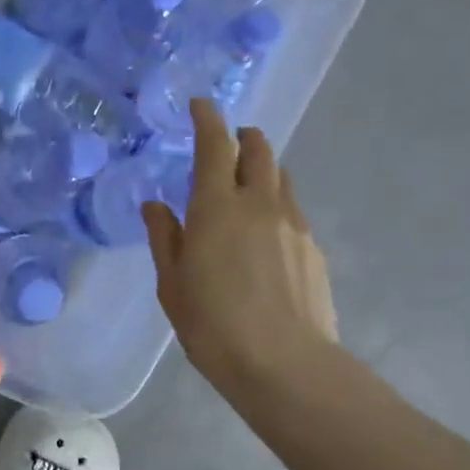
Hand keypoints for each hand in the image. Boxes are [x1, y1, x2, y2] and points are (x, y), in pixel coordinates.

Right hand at [144, 99, 338, 400]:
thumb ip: (164, 237)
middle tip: (227, 145)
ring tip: (246, 191)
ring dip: (262, 170)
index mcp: (217, 206)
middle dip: (243, 137)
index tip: (201, 105)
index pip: (215, 144)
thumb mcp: (172, 284)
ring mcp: (293, 223)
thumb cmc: (213, 325)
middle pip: (259, 149)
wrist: (284, 364)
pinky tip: (266, 237)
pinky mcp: (313, 248)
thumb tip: (156, 205)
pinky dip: (276, 205)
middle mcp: (260, 203)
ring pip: (280, 177)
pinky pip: (292, 210)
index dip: (207, 118)